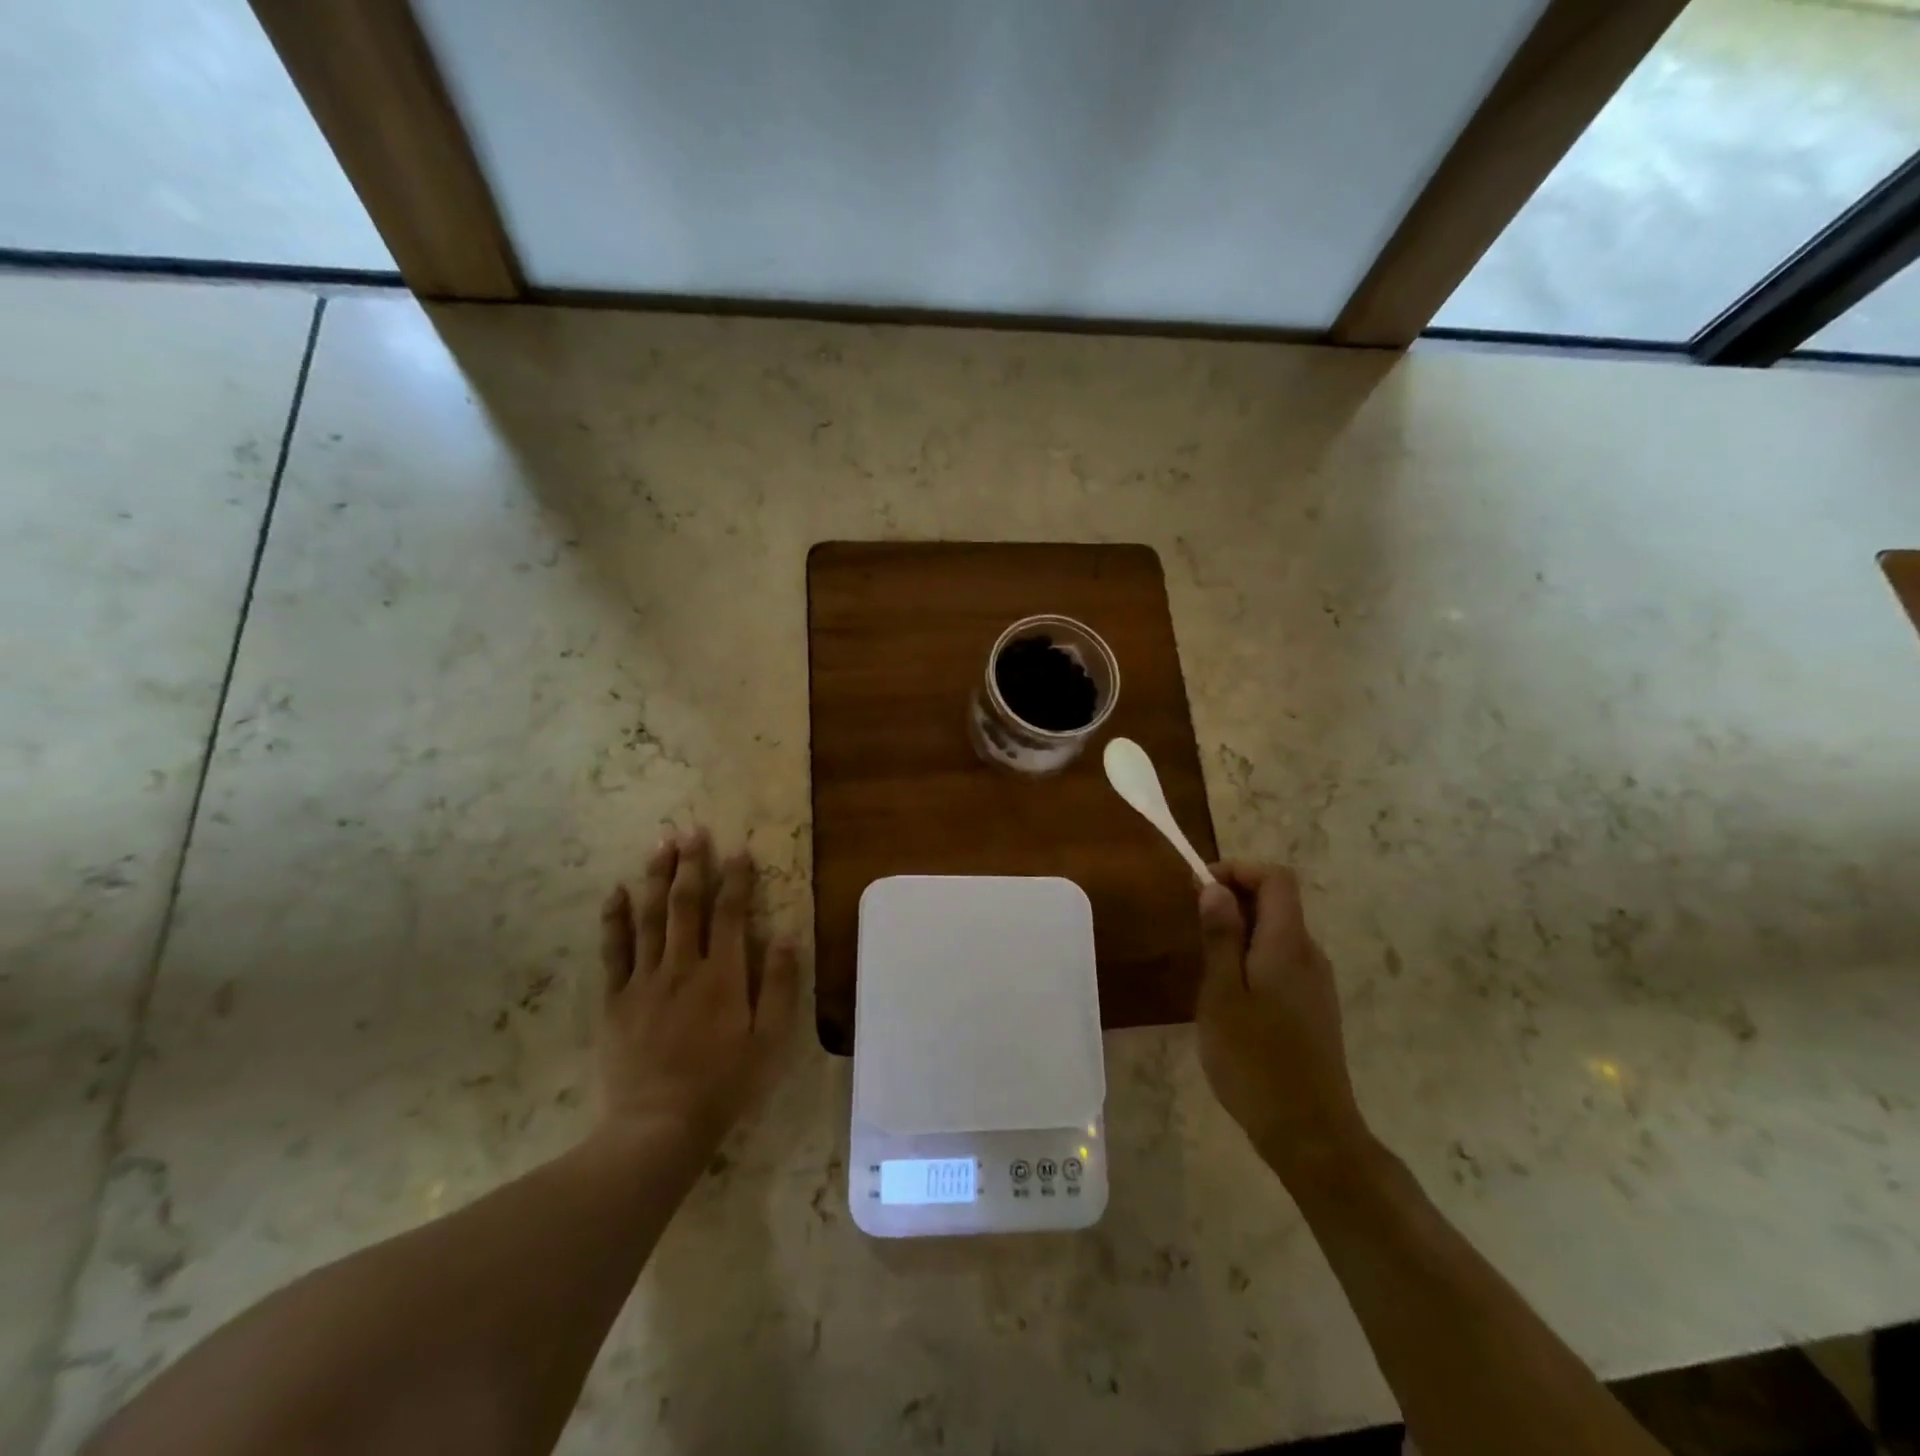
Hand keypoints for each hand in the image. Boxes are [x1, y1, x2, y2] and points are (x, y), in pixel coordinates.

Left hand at [597, 829, 798, 1150]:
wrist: (658, 1127)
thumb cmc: (723, 1085)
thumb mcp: (768, 1042)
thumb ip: (780, 987)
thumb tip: (787, 937)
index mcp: (723, 976)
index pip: (731, 914)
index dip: (736, 879)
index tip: (739, 850)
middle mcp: (683, 967)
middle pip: (687, 905)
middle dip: (692, 864)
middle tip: (693, 830)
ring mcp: (645, 981)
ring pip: (651, 918)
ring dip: (657, 878)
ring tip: (661, 844)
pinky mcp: (616, 1000)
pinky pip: (614, 951)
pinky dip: (615, 919)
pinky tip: (616, 892)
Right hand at [1196, 862, 1371, 1178]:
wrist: (1311, 1133)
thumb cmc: (1255, 1061)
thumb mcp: (1222, 994)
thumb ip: (1220, 936)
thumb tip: (1215, 887)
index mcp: (1288, 944)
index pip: (1275, 878)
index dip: (1238, 869)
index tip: (1199, 887)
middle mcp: (1310, 954)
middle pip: (1278, 902)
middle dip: (1234, 899)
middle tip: (1193, 926)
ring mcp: (1316, 983)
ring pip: (1278, 933)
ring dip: (1240, 930)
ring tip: (1205, 964)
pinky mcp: (1314, 1008)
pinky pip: (1282, 960)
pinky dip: (1253, 956)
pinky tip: (1230, 994)